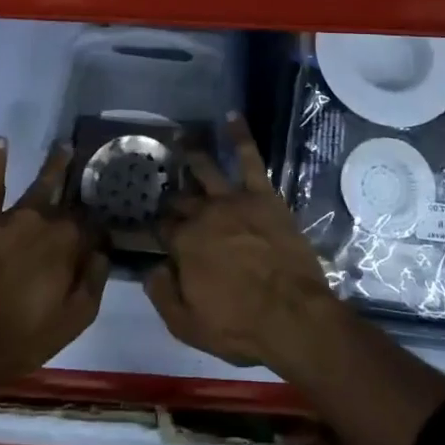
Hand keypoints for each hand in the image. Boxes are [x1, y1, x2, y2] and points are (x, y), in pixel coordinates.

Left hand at [0, 137, 109, 394]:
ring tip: (65, 146)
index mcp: (69, 244)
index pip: (94, 226)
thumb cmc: (21, 338)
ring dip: (55, 165)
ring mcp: (13, 217)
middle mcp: (45, 221)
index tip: (107, 227)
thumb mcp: (73, 320)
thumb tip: (103, 251)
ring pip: (40, 184)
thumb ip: (94, 282)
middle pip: (70, 202)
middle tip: (95, 171)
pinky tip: (0, 140)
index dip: (101, 228)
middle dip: (83, 189)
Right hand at [145, 113, 342, 370]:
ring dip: (191, 154)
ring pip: (206, 170)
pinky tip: (232, 117)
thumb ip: (162, 295)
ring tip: (180, 138)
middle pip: (181, 199)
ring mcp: (233, 200)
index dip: (158, 226)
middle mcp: (204, 215)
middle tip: (164, 186)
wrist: (293, 316)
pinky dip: (240, 136)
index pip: (163, 227)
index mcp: (184, 244)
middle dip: (171, 195)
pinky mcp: (263, 194)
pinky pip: (249, 159)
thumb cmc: (240, 327)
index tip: (154, 224)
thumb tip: (151, 268)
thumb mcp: (189, 326)